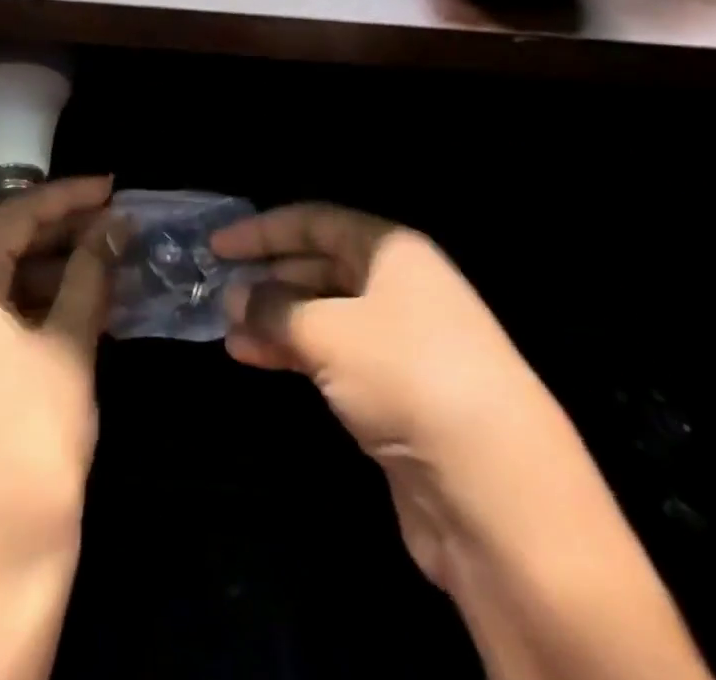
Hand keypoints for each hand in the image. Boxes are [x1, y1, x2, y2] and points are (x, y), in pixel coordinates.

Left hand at [0, 175, 118, 582]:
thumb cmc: (36, 439)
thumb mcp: (70, 345)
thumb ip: (90, 272)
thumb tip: (114, 225)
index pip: (14, 216)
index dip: (67, 197)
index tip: (111, 187)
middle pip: (2, 246)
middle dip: (60, 234)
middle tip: (114, 223)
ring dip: (49, 270)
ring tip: (106, 260)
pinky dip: (30, 305)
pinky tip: (76, 302)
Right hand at [210, 204, 561, 586]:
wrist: (498, 494)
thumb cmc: (408, 376)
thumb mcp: (328, 330)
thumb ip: (273, 308)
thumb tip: (234, 298)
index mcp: (392, 252)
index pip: (316, 222)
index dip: (264, 231)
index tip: (218, 246)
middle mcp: (399, 288)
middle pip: (319, 267)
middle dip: (268, 277)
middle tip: (217, 288)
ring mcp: (400, 342)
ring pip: (322, 314)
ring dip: (274, 318)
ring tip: (226, 328)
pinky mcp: (396, 393)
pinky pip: (332, 355)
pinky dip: (293, 352)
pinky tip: (253, 357)